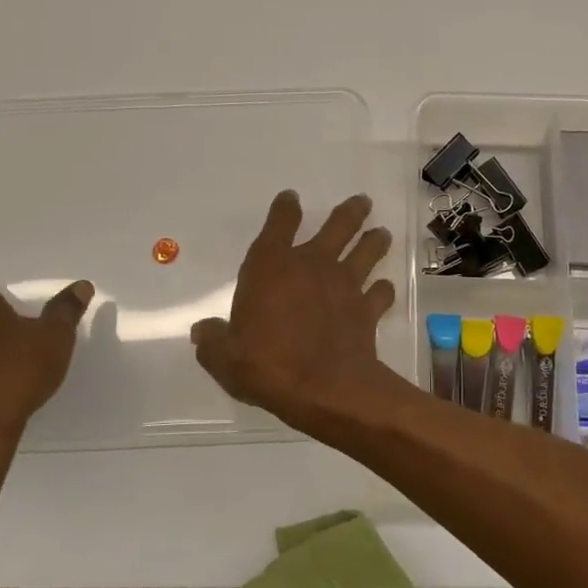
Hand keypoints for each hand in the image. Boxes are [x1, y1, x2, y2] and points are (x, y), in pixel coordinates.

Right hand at [190, 191, 398, 430]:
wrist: (324, 389)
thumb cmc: (267, 365)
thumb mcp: (224, 357)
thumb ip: (213, 340)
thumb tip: (202, 331)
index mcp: (272, 266)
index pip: (279, 224)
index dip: (285, 208)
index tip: (290, 198)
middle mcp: (312, 265)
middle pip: (338, 226)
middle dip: (350, 211)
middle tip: (363, 201)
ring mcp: (345, 285)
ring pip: (366, 252)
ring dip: (375, 241)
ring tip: (382, 233)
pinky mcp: (367, 310)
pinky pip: (380, 293)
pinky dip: (383, 290)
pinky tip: (384, 289)